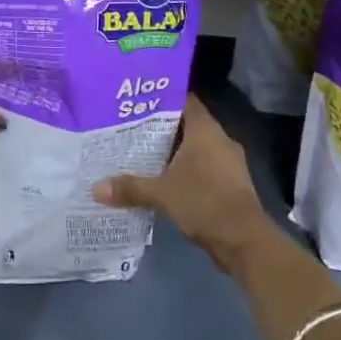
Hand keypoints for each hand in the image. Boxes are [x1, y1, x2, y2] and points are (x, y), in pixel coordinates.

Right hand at [92, 96, 276, 272]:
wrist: (244, 241)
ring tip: (143, 153)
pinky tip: (164, 180)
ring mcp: (229, 163)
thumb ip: (130, 187)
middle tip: (132, 127)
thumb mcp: (161, 193)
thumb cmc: (203, 202)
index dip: (163, 98)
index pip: (184, 101)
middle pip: (188, 125)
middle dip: (162, 127)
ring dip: (174, 152)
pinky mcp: (231, 184)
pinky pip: (204, 168)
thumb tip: (96, 188)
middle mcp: (220, 140)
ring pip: (196, 148)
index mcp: (205, 130)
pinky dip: (186, 171)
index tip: (138, 101)